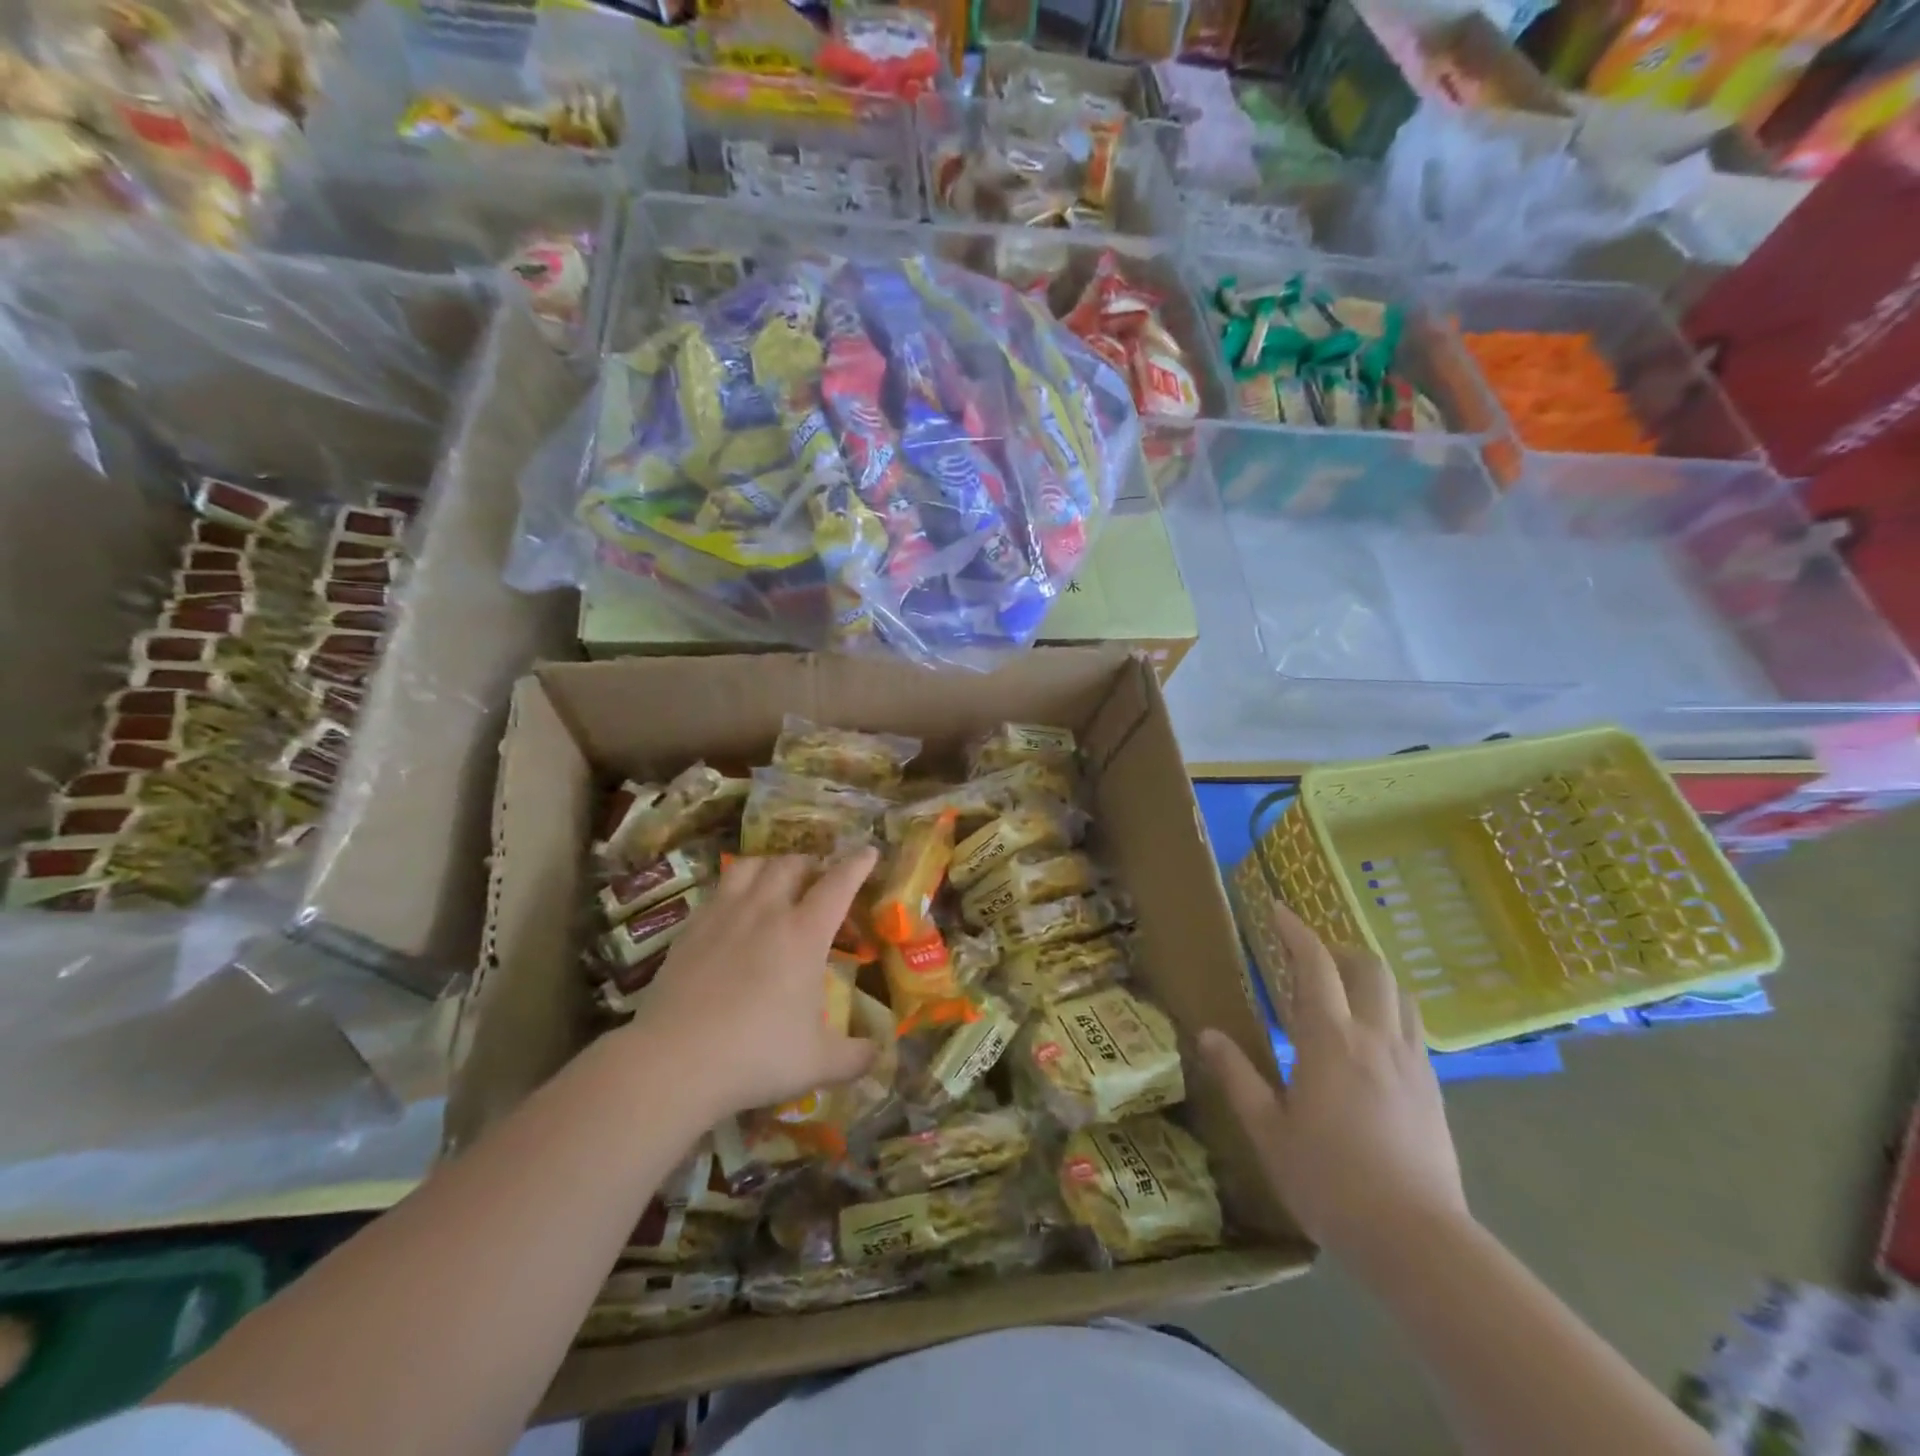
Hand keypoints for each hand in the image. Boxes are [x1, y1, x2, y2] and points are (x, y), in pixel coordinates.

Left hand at [628, 850, 878, 1120]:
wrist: (673, 1062)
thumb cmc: (755, 1056)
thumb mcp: (817, 1064)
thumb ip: (855, 1058)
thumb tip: (878, 1055)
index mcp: (804, 934)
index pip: (838, 884)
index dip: (857, 864)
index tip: (869, 851)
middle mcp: (766, 911)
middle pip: (792, 864)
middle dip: (811, 863)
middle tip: (819, 878)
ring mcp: (723, 915)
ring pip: (750, 866)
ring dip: (771, 865)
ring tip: (776, 880)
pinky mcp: (690, 929)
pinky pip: (717, 890)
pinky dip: (734, 888)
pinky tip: (734, 911)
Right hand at [1199, 902, 1467, 1266]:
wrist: (1417, 1241)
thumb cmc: (1329, 1181)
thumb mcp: (1268, 1130)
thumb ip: (1238, 1076)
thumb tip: (1208, 1034)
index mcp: (1330, 1040)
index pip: (1315, 965)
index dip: (1295, 931)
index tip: (1277, 909)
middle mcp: (1376, 1038)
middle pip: (1368, 968)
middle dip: (1338, 950)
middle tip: (1309, 959)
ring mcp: (1412, 1063)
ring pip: (1399, 995)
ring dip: (1370, 978)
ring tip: (1343, 993)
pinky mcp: (1433, 1090)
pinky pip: (1414, 1029)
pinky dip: (1390, 1013)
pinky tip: (1371, 1042)